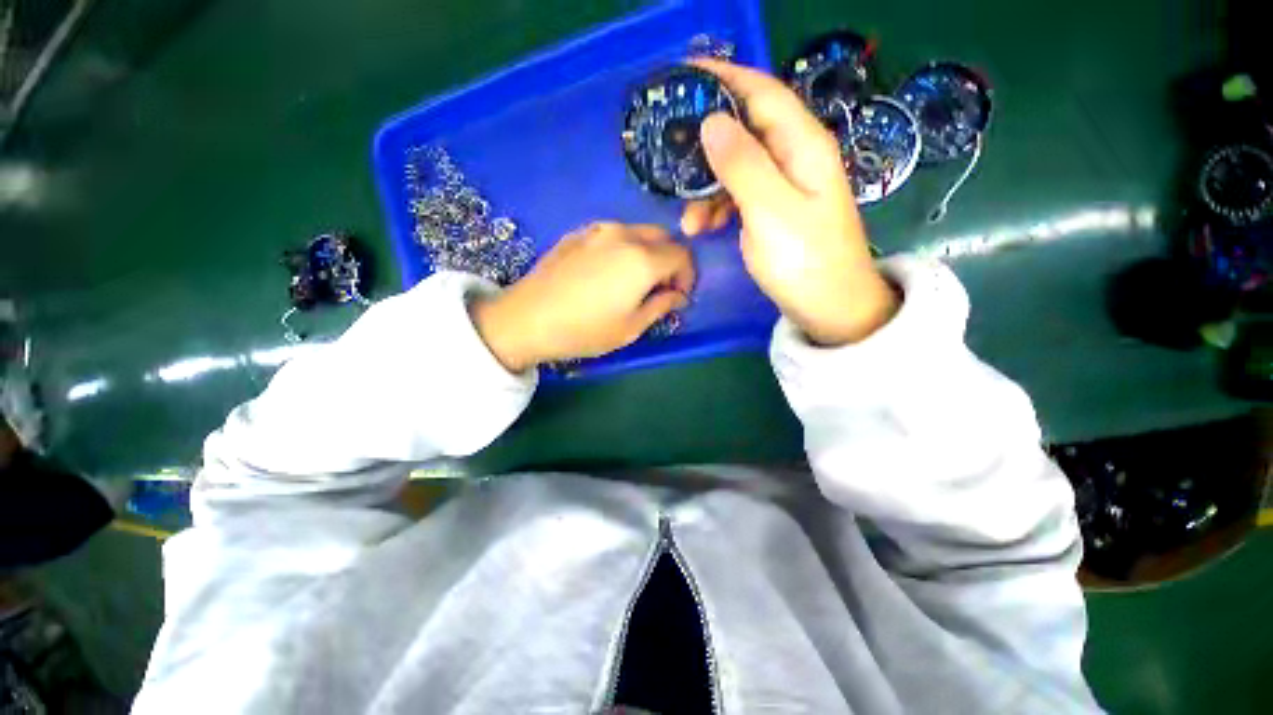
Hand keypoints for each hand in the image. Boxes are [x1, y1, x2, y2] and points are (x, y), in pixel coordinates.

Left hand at [471, 222, 693, 371]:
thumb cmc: (585, 330)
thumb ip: (661, 306)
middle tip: (660, 288)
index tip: (678, 297)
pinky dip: (624, 249)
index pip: (683, 256)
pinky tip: (608, 273)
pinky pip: (614, 234)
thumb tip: (677, 295)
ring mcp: (598, 229)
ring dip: (648, 253)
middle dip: (670, 261)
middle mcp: (624, 234)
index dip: (688, 277)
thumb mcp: (631, 328)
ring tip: (634, 281)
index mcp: (642, 259)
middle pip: (663, 238)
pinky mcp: (578, 233)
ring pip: (638, 233)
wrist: (527, 318)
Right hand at [681, 59, 897, 345]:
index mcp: (802, 146)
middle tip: (671, 153)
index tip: (683, 75)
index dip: (724, 78)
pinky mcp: (773, 211)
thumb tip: (711, 122)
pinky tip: (702, 228)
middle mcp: (794, 157)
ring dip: (707, 187)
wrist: (830, 308)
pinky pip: (739, 196)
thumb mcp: (770, 212)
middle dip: (707, 141)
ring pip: (736, 167)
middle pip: (745, 129)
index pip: (762, 93)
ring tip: (689, 220)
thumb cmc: (805, 261)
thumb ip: (742, 165)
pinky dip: (717, 207)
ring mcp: (783, 186)